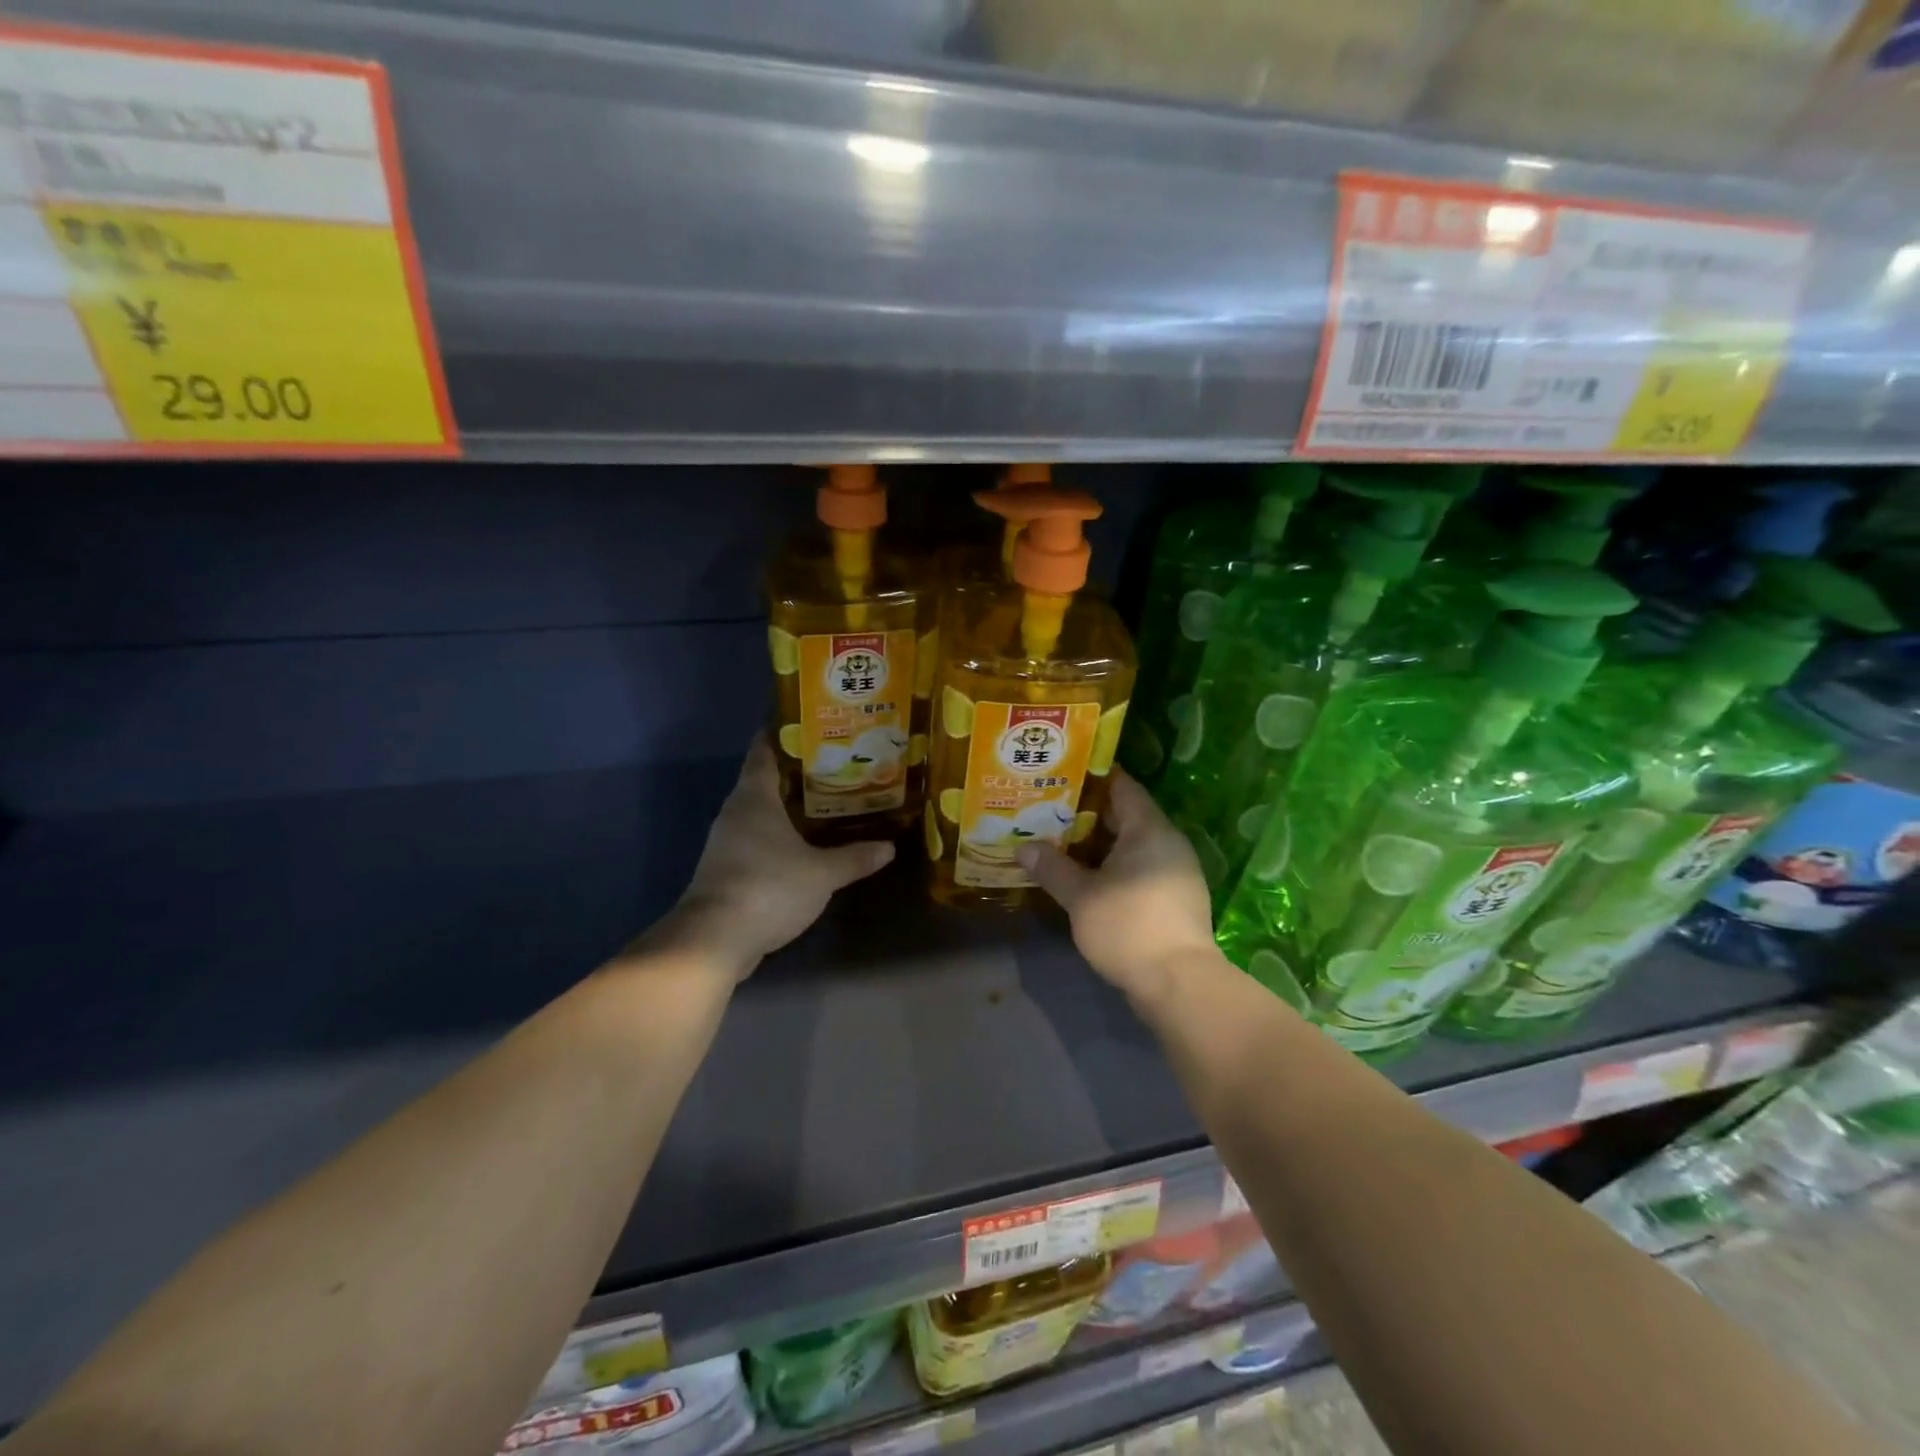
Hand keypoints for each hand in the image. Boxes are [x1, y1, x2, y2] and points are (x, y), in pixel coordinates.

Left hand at [662, 736, 894, 974]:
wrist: (714, 940)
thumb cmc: (768, 888)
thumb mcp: (822, 873)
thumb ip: (854, 857)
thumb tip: (889, 847)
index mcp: (754, 797)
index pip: (765, 750)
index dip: (785, 734)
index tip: (813, 726)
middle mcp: (736, 812)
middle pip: (765, 780)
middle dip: (798, 773)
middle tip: (837, 766)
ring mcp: (727, 842)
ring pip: (762, 812)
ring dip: (789, 807)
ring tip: (828, 802)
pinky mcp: (727, 870)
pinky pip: (758, 840)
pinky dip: (780, 836)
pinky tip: (806, 845)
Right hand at [1016, 771, 1221, 1007]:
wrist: (1178, 983)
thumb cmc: (1128, 926)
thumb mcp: (1081, 896)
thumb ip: (1052, 867)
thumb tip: (1022, 848)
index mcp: (1149, 829)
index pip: (1123, 786)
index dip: (1093, 777)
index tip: (1061, 772)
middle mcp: (1168, 842)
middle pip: (1126, 815)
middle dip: (1087, 812)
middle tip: (1048, 808)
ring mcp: (1175, 871)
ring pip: (1131, 844)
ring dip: (1098, 843)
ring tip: (1059, 840)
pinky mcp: (1174, 898)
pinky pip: (1139, 867)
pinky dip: (1112, 865)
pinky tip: (1085, 875)